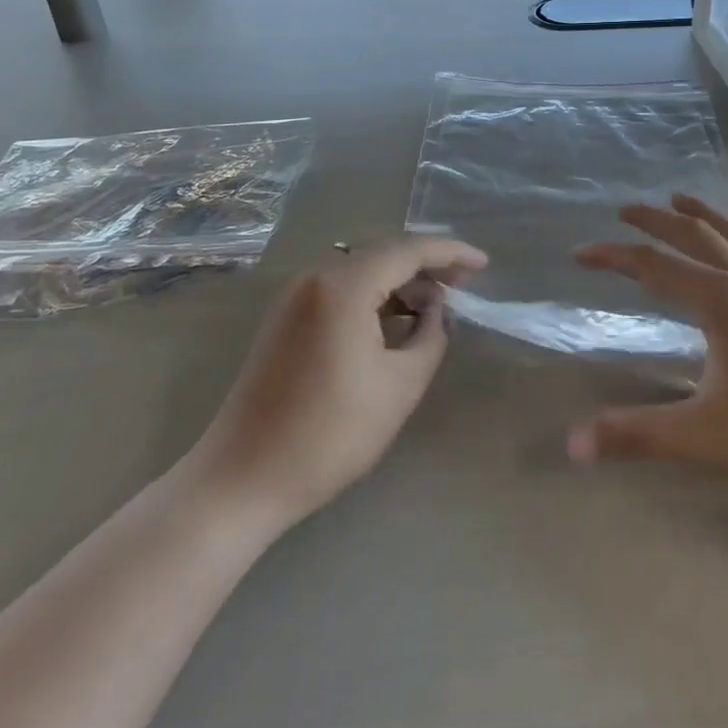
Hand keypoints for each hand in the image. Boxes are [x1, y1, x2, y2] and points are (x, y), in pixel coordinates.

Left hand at [191, 236, 487, 534]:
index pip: (408, 250)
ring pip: (361, 271)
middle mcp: (316, 277)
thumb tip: (436, 310)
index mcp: (343, 286)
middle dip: (427, 266)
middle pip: (383, 254)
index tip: (484, 265)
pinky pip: (340, 290)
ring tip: (434, 308)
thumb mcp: (399, 386)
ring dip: (399, 283)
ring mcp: (295, 296)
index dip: (451, 253)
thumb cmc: (329, 434)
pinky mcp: (286, 318)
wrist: (243, 477)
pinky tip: (394, 322)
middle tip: (464, 286)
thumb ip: (430, 336)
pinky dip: (373, 297)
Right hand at [569, 196, 727, 504]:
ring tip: (681, 198)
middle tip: (625, 210)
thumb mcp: (705, 438)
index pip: (654, 267)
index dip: (614, 257)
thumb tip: (570, 443)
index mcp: (720, 302)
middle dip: (657, 220)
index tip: (580, 253)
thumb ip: (636, 435)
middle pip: (695, 236)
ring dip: (705, 215)